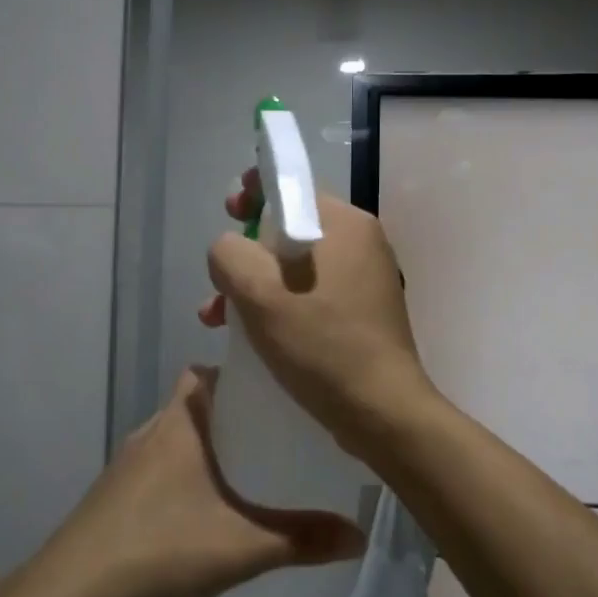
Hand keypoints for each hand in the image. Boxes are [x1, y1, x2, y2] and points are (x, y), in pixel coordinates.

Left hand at [47, 366, 365, 596]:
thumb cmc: (160, 549)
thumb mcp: (242, 546)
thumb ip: (302, 539)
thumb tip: (359, 534)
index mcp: (178, 424)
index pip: (204, 372)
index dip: (236, 373)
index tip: (274, 391)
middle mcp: (150, 433)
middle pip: (194, 405)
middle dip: (231, 415)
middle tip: (275, 436)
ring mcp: (127, 466)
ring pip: (175, 439)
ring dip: (207, 448)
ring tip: (249, 473)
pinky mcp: (114, 497)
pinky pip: (159, 470)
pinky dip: (185, 477)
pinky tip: (205, 514)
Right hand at [200, 168, 437, 465]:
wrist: (381, 411)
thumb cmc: (320, 342)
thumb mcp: (258, 291)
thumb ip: (229, 253)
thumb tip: (230, 250)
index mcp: (344, 223)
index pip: (292, 185)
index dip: (253, 192)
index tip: (229, 213)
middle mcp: (361, 243)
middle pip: (289, 227)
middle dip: (246, 250)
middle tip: (220, 273)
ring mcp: (365, 279)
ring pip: (295, 266)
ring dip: (253, 285)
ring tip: (216, 317)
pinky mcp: (362, 313)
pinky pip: (310, 293)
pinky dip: (279, 305)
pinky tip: (250, 334)